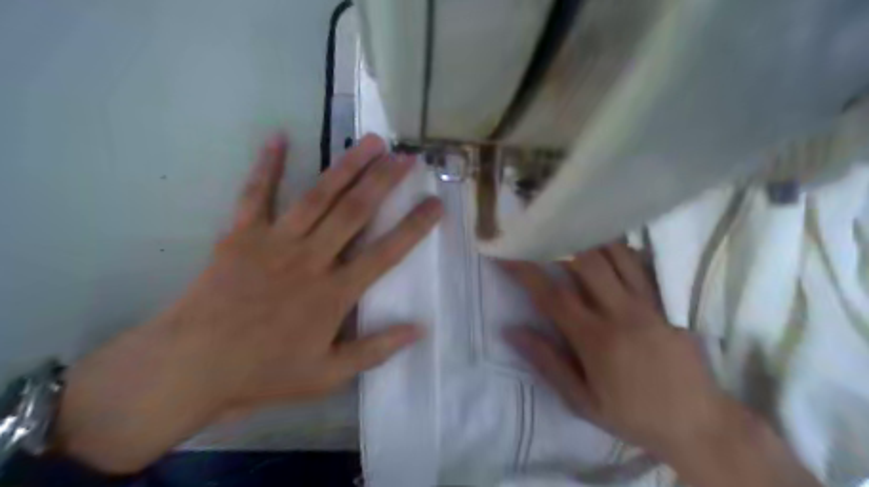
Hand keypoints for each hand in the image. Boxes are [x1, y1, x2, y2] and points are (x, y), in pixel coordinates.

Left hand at [58, 131, 442, 470]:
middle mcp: (311, 259)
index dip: (414, 226)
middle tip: (407, 156)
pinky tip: (279, 137)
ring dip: (347, 166)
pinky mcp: (241, 235)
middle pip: (355, 211)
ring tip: (371, 141)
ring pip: (318, 196)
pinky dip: (267, 165)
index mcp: (334, 293)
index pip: (386, 253)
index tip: (435, 203)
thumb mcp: (328, 375)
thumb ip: (375, 350)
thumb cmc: (264, 372)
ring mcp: (275, 243)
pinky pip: (256, 194)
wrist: (192, 367)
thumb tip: (419, 330)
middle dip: (385, 181)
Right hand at [504, 248, 822, 486]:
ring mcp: (648, 306)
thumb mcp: (581, 401)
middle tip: (540, 233)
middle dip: (558, 244)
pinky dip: (622, 250)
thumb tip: (511, 331)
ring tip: (571, 229)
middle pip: (587, 264)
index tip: (507, 255)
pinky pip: (643, 268)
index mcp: (595, 339)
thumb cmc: (633, 415)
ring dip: (590, 240)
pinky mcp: (667, 305)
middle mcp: (621, 313)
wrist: (700, 425)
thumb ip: (546, 362)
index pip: (552, 296)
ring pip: (618, 257)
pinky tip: (610, 244)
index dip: (526, 272)